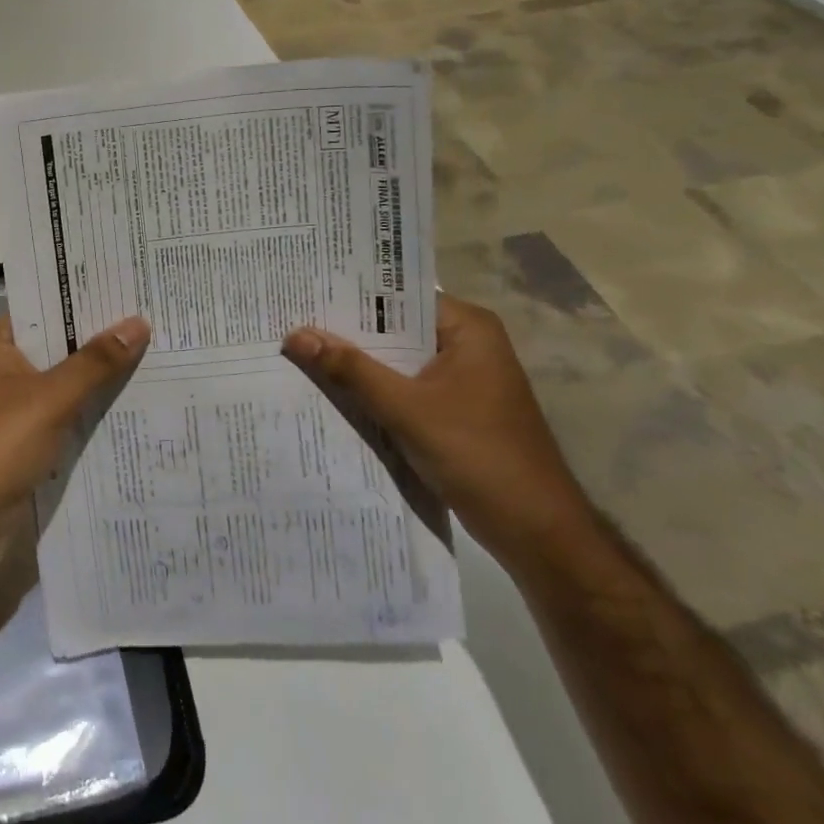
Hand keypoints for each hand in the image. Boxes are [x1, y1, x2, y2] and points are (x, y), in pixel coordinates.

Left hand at [0, 314, 151, 575]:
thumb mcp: (50, 399)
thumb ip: (95, 362)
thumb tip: (138, 323)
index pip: (45, 308)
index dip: (85, 300)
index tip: (131, 290)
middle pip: (56, 347)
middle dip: (100, 342)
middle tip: (156, 325)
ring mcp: (7, 410)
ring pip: (60, 386)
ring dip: (96, 381)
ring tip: (154, 363)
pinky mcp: (17, 445)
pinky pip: (59, 420)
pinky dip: (85, 415)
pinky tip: (126, 412)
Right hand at [281, 295, 595, 572]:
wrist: (533, 530)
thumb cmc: (477, 455)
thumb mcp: (405, 408)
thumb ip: (350, 369)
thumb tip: (296, 335)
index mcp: (468, 328)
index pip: (398, 297)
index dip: (350, 296)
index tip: (302, 293)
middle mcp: (466, 344)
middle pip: (394, 328)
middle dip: (346, 332)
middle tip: (289, 322)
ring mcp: (460, 379)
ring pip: (395, 360)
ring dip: (356, 363)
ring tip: (298, 351)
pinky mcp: (452, 410)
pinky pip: (402, 387)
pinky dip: (372, 390)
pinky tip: (330, 391)